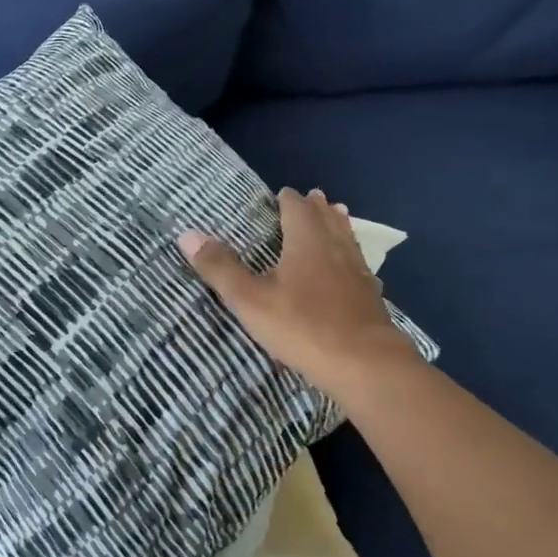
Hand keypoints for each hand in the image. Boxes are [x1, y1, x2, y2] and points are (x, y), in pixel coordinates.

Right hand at [179, 187, 418, 394]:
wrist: (364, 364)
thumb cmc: (302, 326)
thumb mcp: (249, 299)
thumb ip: (220, 268)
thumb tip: (187, 234)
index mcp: (307, 242)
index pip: (298, 209)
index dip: (289, 199)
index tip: (282, 193)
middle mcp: (335, 249)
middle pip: (327, 219)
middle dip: (316, 207)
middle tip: (312, 197)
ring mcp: (357, 273)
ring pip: (347, 238)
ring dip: (338, 225)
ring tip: (336, 217)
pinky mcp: (370, 297)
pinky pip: (358, 264)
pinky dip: (350, 256)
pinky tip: (351, 268)